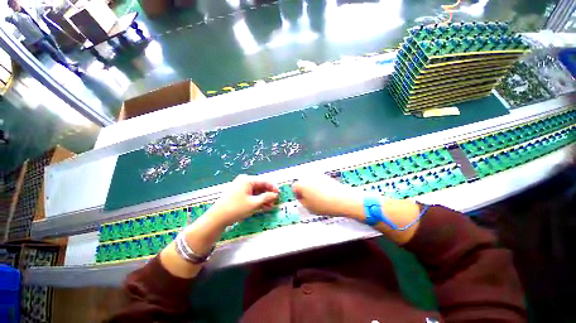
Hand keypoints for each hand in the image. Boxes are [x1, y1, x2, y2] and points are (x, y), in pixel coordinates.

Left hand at [207, 175, 278, 225]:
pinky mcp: (238, 194)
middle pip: (260, 186)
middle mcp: (244, 181)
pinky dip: (257, 200)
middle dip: (268, 194)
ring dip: (263, 198)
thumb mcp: (253, 204)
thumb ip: (266, 198)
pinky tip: (262, 206)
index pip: (264, 181)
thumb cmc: (236, 208)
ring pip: (256, 192)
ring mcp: (240, 187)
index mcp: (247, 180)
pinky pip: (250, 195)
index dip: (273, 187)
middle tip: (274, 202)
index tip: (279, 194)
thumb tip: (275, 195)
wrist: (217, 218)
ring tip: (270, 206)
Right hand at [292, 174, 364, 217]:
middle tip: (310, 199)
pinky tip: (325, 193)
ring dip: (312, 187)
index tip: (302, 200)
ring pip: (310, 181)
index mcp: (301, 185)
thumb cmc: (323, 205)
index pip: (294, 188)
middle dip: (304, 189)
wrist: (342, 199)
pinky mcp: (325, 176)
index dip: (297, 195)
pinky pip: (318, 180)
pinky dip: (319, 185)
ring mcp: (317, 175)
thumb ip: (301, 201)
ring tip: (319, 196)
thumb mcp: (308, 207)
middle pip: (302, 183)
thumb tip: (301, 197)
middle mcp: (308, 177)